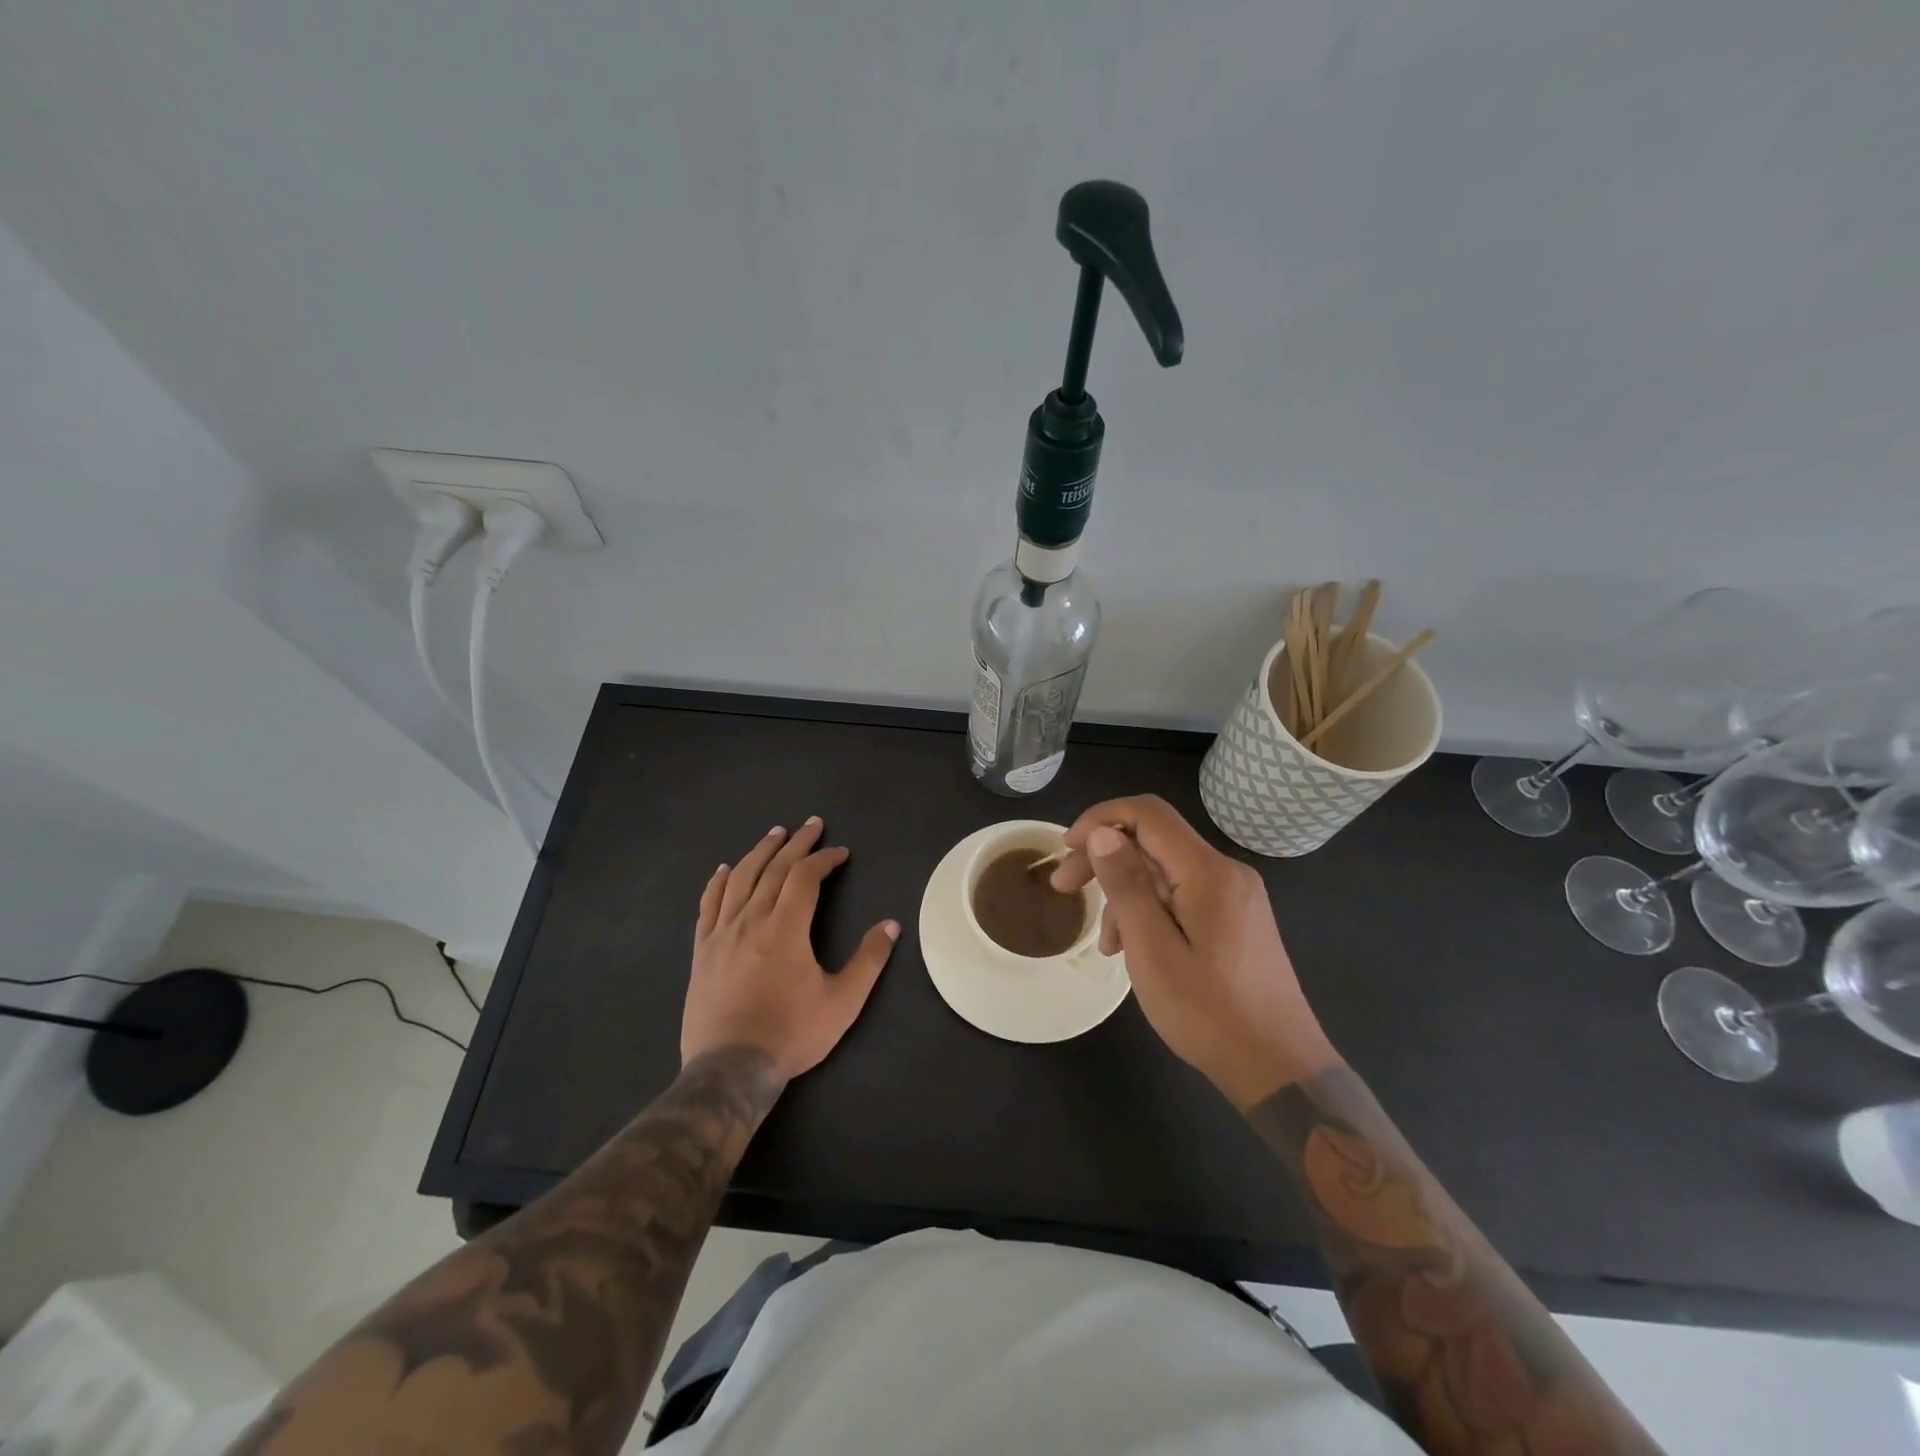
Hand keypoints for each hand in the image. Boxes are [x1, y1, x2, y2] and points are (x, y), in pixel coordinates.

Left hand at [682, 817, 898, 1083]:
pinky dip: (719, 882)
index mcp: (786, 928)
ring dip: (760, 852)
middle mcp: (751, 920)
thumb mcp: (843, 1001)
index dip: (825, 859)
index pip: (805, 877)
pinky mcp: (702, 950)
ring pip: (740, 879)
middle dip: (796, 843)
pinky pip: (709, 905)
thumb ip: (869, 960)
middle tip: (811, 825)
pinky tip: (725, 869)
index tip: (840, 853)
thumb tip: (891, 925)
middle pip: (773, 869)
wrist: (730, 1068)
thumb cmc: (791, 1033)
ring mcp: (722, 933)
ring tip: (774, 834)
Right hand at [1050, 795, 1339, 1108]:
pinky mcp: (1237, 919)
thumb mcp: (1152, 950)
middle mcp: (1226, 872)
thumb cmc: (1209, 1013)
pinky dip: (1151, 911)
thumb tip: (1102, 833)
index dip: (1101, 818)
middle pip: (1154, 841)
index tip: (1067, 847)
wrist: (1280, 1070)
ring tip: (1106, 945)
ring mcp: (1235, 896)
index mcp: (1208, 872)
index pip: (1148, 813)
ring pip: (1165, 872)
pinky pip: (1183, 896)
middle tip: (1063, 888)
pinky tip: (1135, 949)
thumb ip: (1126, 885)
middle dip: (1105, 858)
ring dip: (1126, 894)